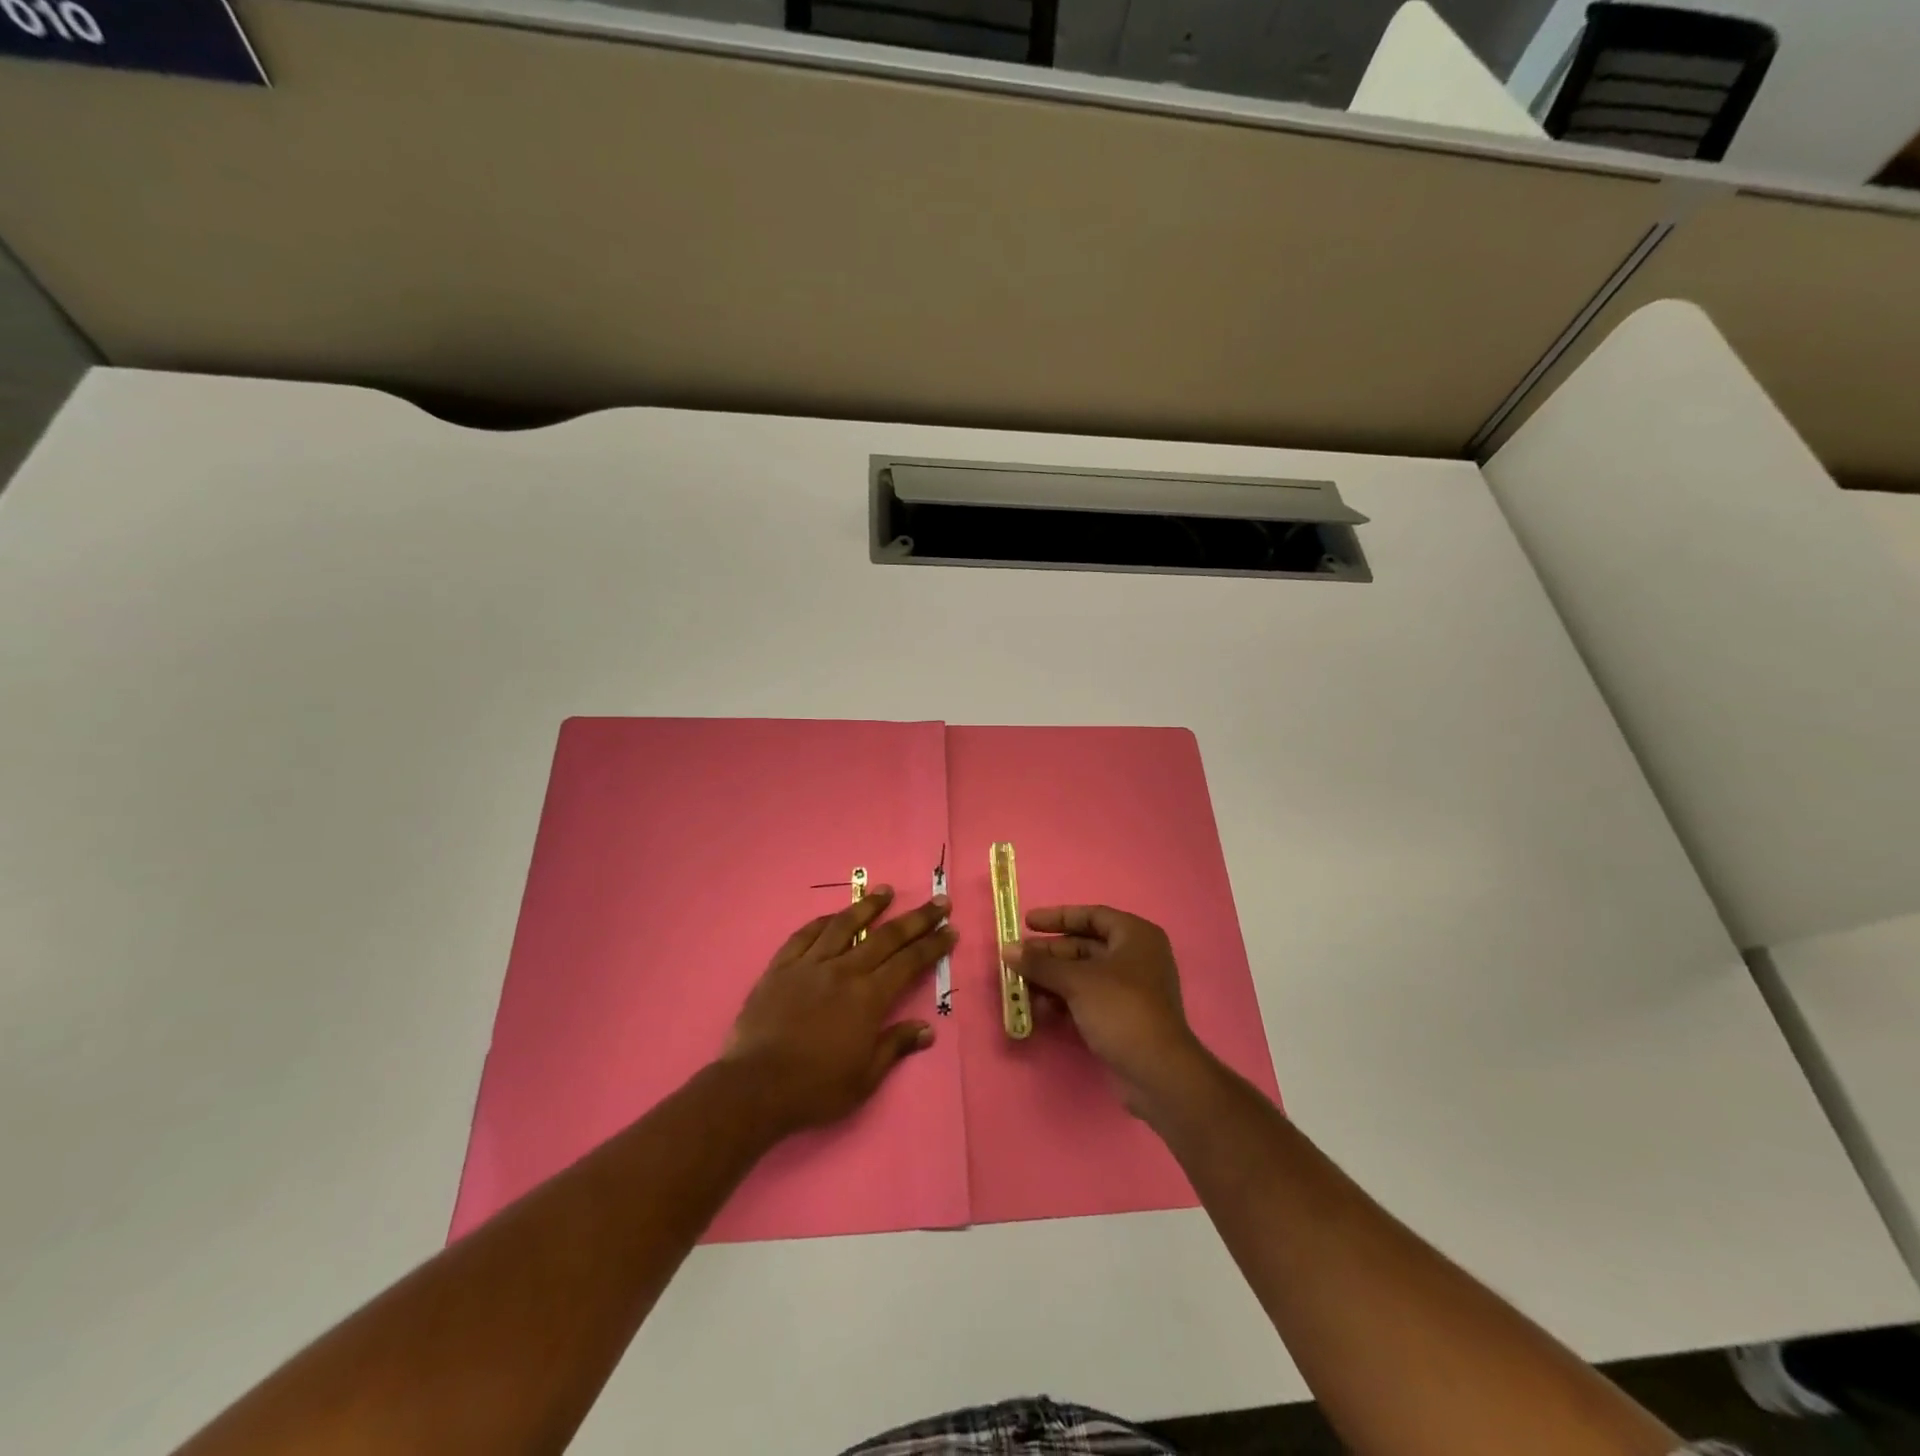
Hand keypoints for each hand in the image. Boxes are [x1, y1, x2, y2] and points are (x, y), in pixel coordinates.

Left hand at [724, 887, 954, 1136]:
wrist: (755, 1087)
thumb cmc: (815, 1088)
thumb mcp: (865, 1078)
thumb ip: (895, 1046)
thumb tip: (926, 1028)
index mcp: (869, 997)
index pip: (909, 962)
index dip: (933, 945)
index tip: (950, 929)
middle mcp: (844, 971)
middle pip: (886, 937)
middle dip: (916, 918)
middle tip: (938, 902)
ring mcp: (810, 965)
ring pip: (845, 925)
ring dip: (869, 906)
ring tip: (886, 891)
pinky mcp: (781, 967)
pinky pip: (805, 935)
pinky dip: (824, 921)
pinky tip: (834, 915)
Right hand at [1016, 905, 1213, 1117]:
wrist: (1157, 1072)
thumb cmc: (1121, 1009)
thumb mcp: (1077, 981)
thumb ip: (1041, 964)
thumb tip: (1007, 949)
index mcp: (1135, 936)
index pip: (1092, 916)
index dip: (1058, 917)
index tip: (1027, 923)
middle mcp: (1135, 957)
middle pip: (1084, 946)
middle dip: (1049, 954)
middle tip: (1016, 959)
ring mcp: (1130, 990)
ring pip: (1082, 975)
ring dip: (1051, 979)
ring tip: (1019, 986)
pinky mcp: (1122, 1018)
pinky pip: (1086, 999)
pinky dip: (1063, 1000)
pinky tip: (1037, 1008)